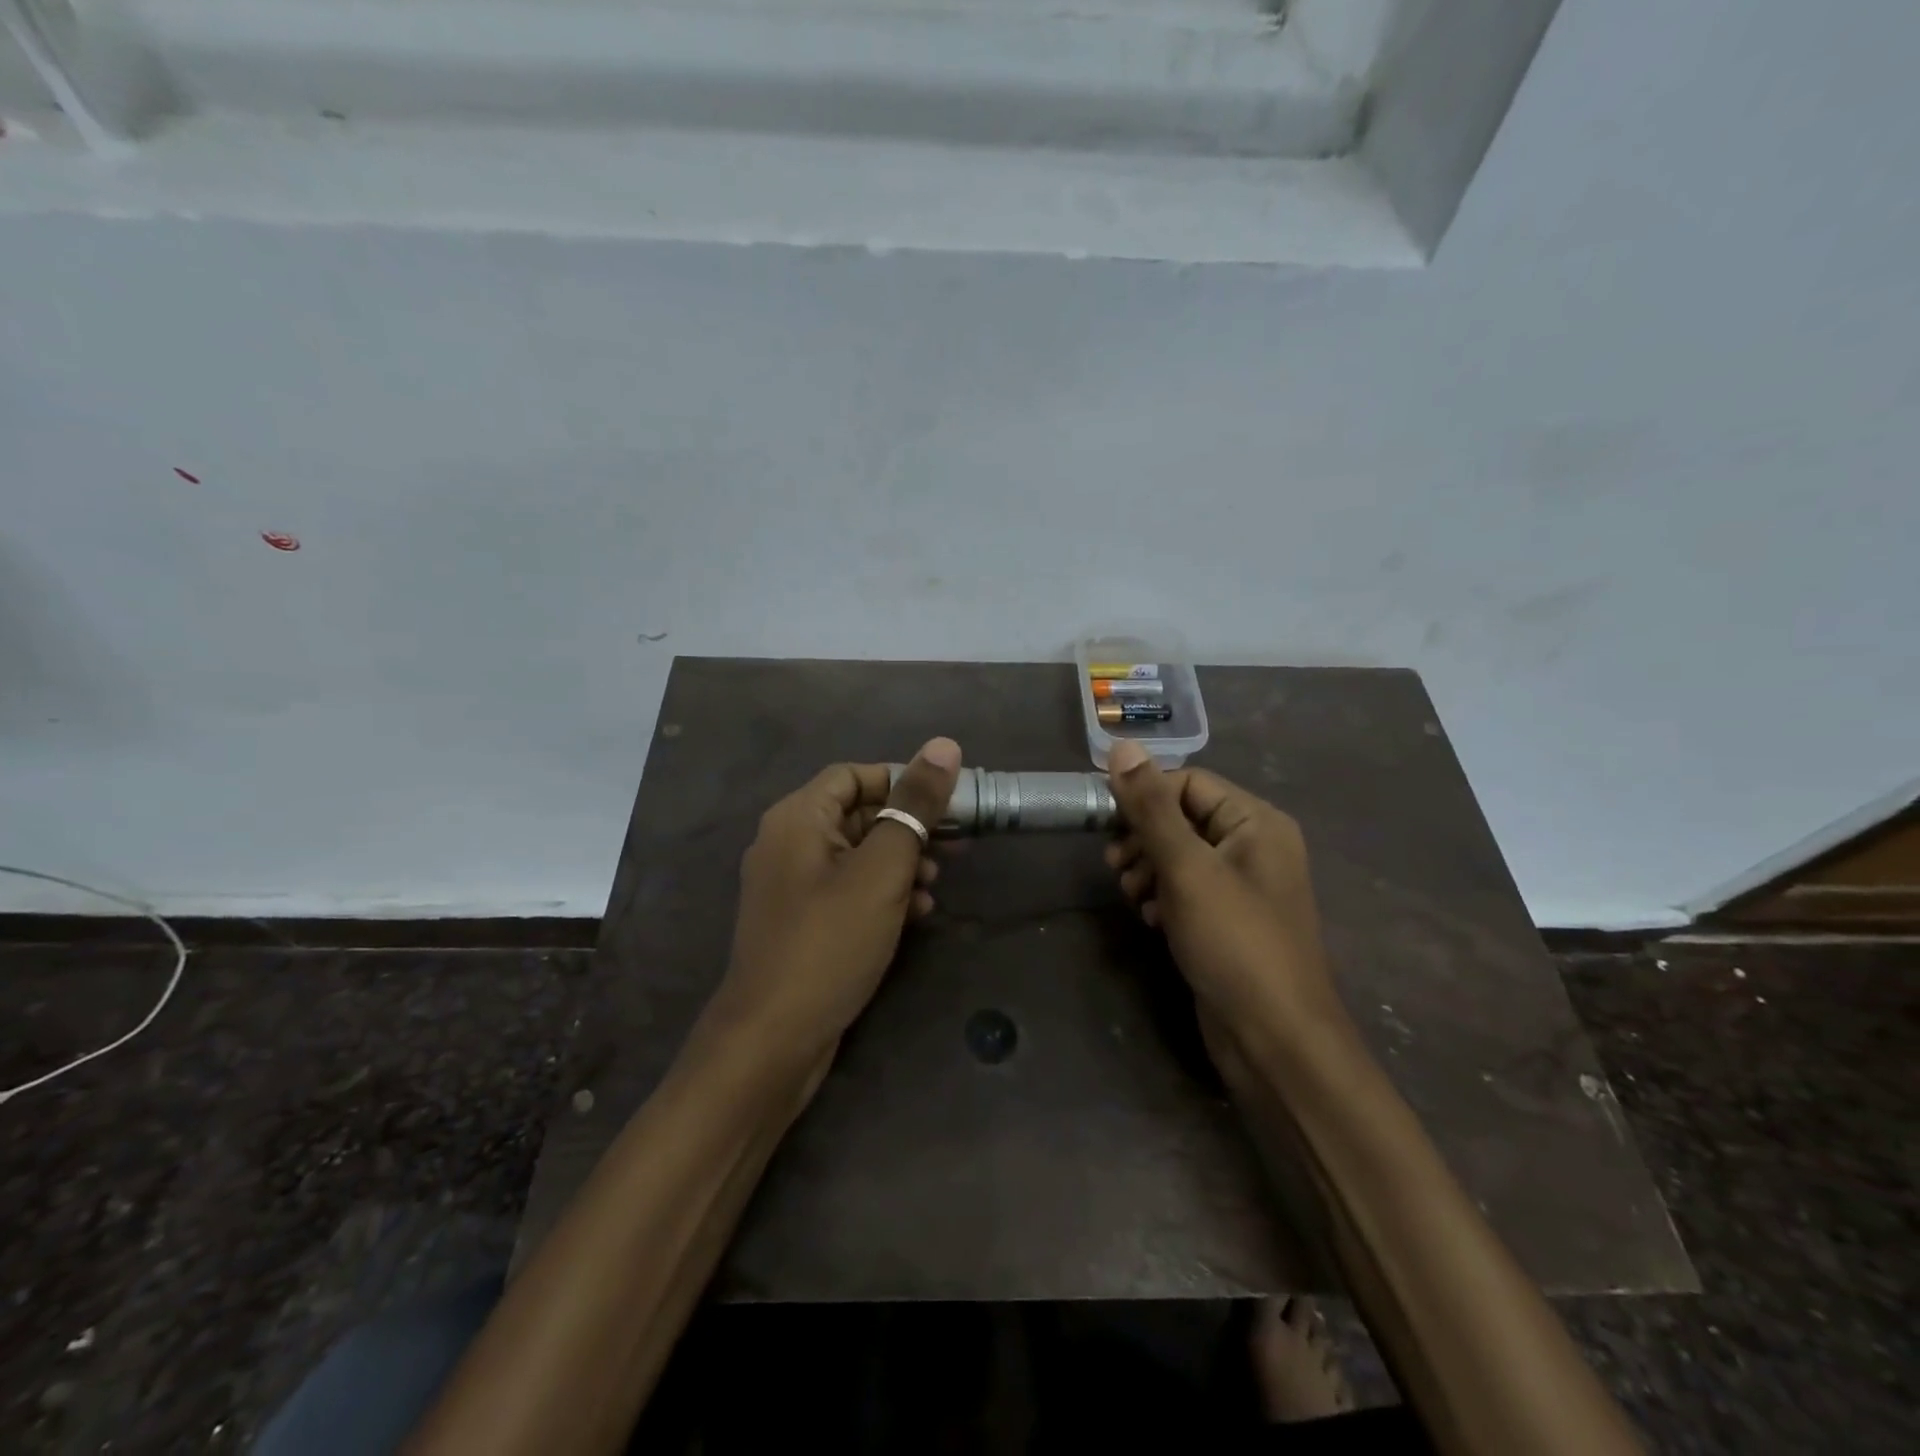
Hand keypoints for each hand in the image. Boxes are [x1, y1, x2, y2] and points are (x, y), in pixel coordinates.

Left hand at [702, 738, 963, 1078]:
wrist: (773, 1039)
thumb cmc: (830, 942)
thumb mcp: (882, 869)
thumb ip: (915, 806)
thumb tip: (945, 745)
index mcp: (797, 818)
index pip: (853, 774)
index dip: (901, 780)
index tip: (945, 802)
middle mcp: (788, 843)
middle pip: (857, 814)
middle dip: (908, 827)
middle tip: (955, 845)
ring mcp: (792, 886)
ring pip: (857, 855)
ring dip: (901, 863)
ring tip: (935, 885)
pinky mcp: (802, 922)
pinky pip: (848, 890)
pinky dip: (882, 894)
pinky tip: (916, 915)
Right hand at [1102, 740, 1350, 1073]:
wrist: (1274, 1040)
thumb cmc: (1234, 943)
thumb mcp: (1186, 868)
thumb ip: (1151, 807)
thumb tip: (1121, 746)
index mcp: (1256, 822)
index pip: (1188, 782)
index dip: (1145, 798)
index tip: (1108, 826)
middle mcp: (1255, 846)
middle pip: (1182, 817)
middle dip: (1144, 838)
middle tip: (1116, 867)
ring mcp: (1243, 886)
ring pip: (1180, 855)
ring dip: (1149, 869)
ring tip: (1134, 897)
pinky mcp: (1229, 920)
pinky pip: (1188, 889)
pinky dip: (1164, 896)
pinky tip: (1152, 919)